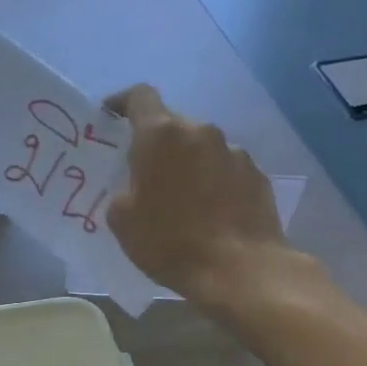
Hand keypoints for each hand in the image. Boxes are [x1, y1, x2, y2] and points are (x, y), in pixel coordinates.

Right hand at [104, 84, 316, 318]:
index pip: (139, 97)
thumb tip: (135, 186)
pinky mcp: (256, 174)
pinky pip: (223, 169)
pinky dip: (210, 182)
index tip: (109, 117)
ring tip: (177, 199)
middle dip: (154, 144)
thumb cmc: (169, 242)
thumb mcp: (122, 220)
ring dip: (185, 164)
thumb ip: (123, 190)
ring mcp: (233, 151)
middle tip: (141, 174)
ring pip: (199, 147)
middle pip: (171, 125)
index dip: (121, 102)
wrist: (238, 268)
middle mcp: (200, 131)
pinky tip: (207, 213)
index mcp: (161, 136)